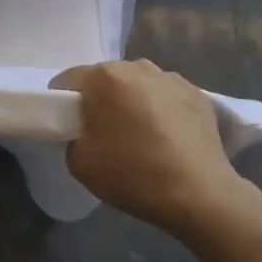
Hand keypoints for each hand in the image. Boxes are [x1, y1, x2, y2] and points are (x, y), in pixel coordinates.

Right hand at [50, 60, 258, 234]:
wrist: (200, 195)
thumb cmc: (133, 174)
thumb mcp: (79, 162)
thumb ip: (72, 136)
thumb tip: (85, 129)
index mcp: (105, 77)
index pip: (69, 80)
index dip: (62, 101)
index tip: (68, 125)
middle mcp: (138, 67)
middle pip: (106, 78)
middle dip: (101, 99)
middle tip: (104, 132)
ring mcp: (171, 78)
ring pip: (138, 85)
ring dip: (133, 101)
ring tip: (140, 135)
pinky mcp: (198, 94)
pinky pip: (166, 96)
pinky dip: (161, 110)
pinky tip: (167, 138)